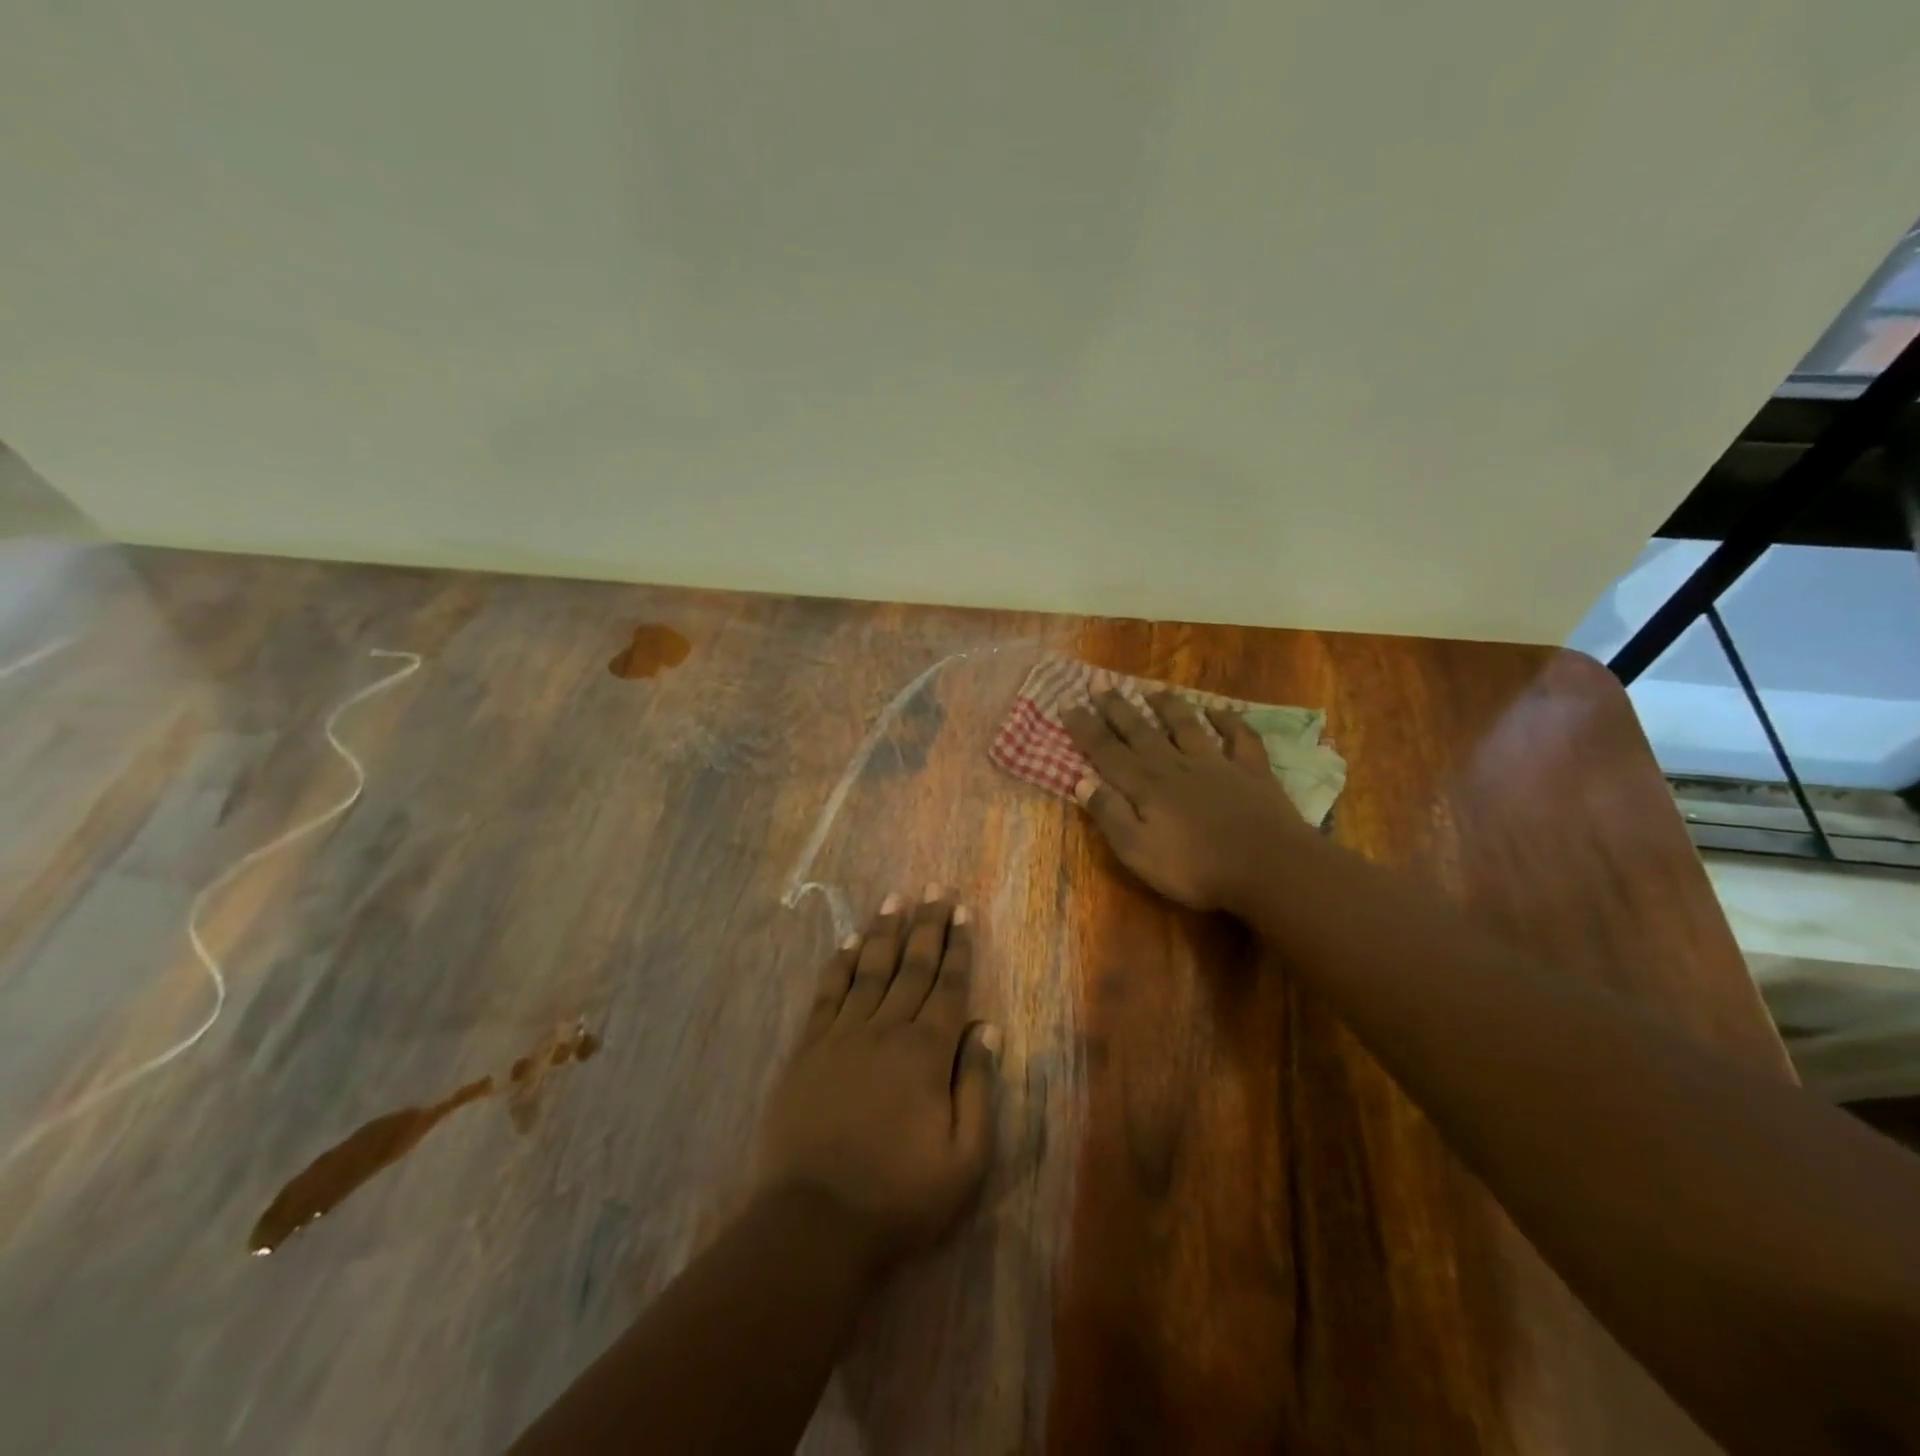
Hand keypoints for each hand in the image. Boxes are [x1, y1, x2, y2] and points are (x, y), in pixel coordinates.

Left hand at [755, 890, 999, 1273]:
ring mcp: (843, 1035)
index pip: (949, 986)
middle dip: (927, 925)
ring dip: (886, 931)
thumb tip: (987, 1029)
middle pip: (912, 966)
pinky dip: (841, 962)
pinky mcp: (808, 1048)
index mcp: (928, 1053)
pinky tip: (850, 942)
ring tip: (896, 899)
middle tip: (936, 889)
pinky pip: (828, 992)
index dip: (958, 947)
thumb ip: (978, 1087)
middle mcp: (887, 1030)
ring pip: (870, 969)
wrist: (815, 1222)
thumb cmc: (900, 1197)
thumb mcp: (965, 1159)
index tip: (962, 912)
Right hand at [1062, 684, 1310, 913]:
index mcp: (1145, 785)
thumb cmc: (1196, 868)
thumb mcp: (1137, 851)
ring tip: (1153, 690)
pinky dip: (1228, 720)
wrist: (1269, 867)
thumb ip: (1109, 814)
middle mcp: (1175, 765)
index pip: (1106, 750)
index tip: (1067, 702)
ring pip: (1187, 726)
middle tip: (1100, 683)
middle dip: (1117, 708)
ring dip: (1168, 707)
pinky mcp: (1251, 771)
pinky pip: (1239, 737)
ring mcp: (1216, 764)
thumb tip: (1081, 781)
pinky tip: (1219, 710)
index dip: (1085, 727)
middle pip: (1141, 731)